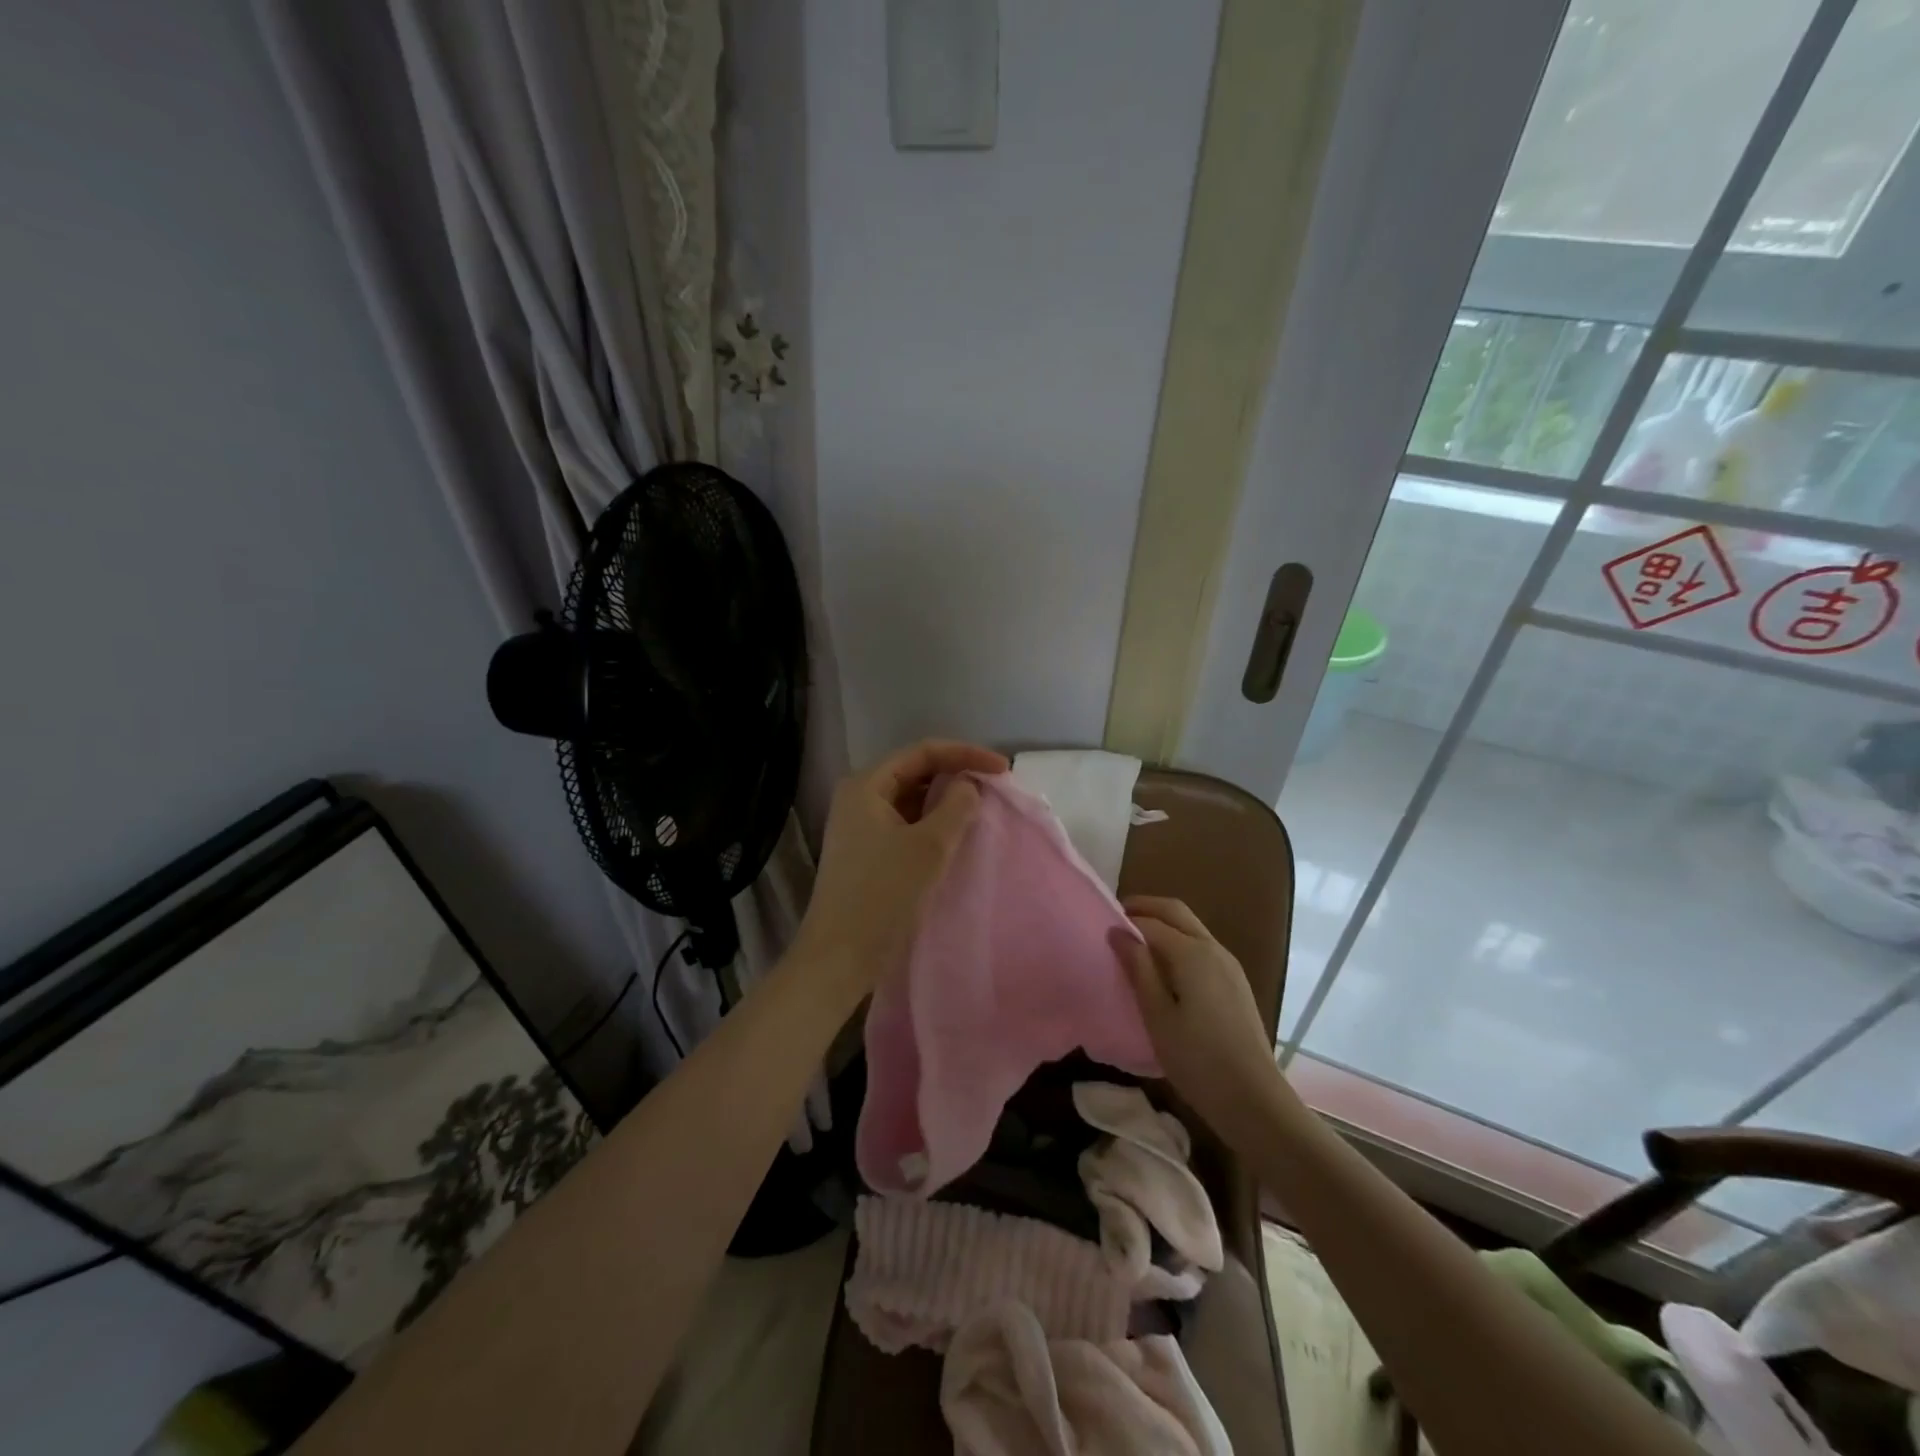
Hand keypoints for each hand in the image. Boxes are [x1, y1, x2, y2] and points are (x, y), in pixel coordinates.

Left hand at [789, 739, 1008, 1004]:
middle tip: (995, 787)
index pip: (922, 752)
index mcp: (866, 785)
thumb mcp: (928, 846)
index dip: (966, 754)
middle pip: (915, 771)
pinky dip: (932, 823)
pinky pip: (905, 823)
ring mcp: (859, 825)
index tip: (1003, 770)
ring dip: (945, 801)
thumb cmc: (883, 895)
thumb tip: (968, 786)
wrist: (839, 957)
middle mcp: (858, 797)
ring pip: (911, 799)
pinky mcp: (866, 851)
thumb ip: (956, 807)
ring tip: (981, 808)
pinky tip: (956, 834)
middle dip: (956, 775)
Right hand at [1115, 896, 1289, 1139]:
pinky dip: (1177, 942)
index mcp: (1192, 953)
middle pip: (1175, 911)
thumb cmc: (1197, 1060)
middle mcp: (1213, 948)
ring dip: (1162, 924)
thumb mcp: (1157, 1016)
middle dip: (1145, 908)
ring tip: (1134, 944)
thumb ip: (1138, 969)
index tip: (1098, 926)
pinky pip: (1201, 946)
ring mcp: (1228, 964)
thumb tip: (1118, 932)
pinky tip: (1163, 967)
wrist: (1254, 1100)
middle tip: (1115, 920)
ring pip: (1191, 927)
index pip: (1150, 922)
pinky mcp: (1235, 982)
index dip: (1123, 920)